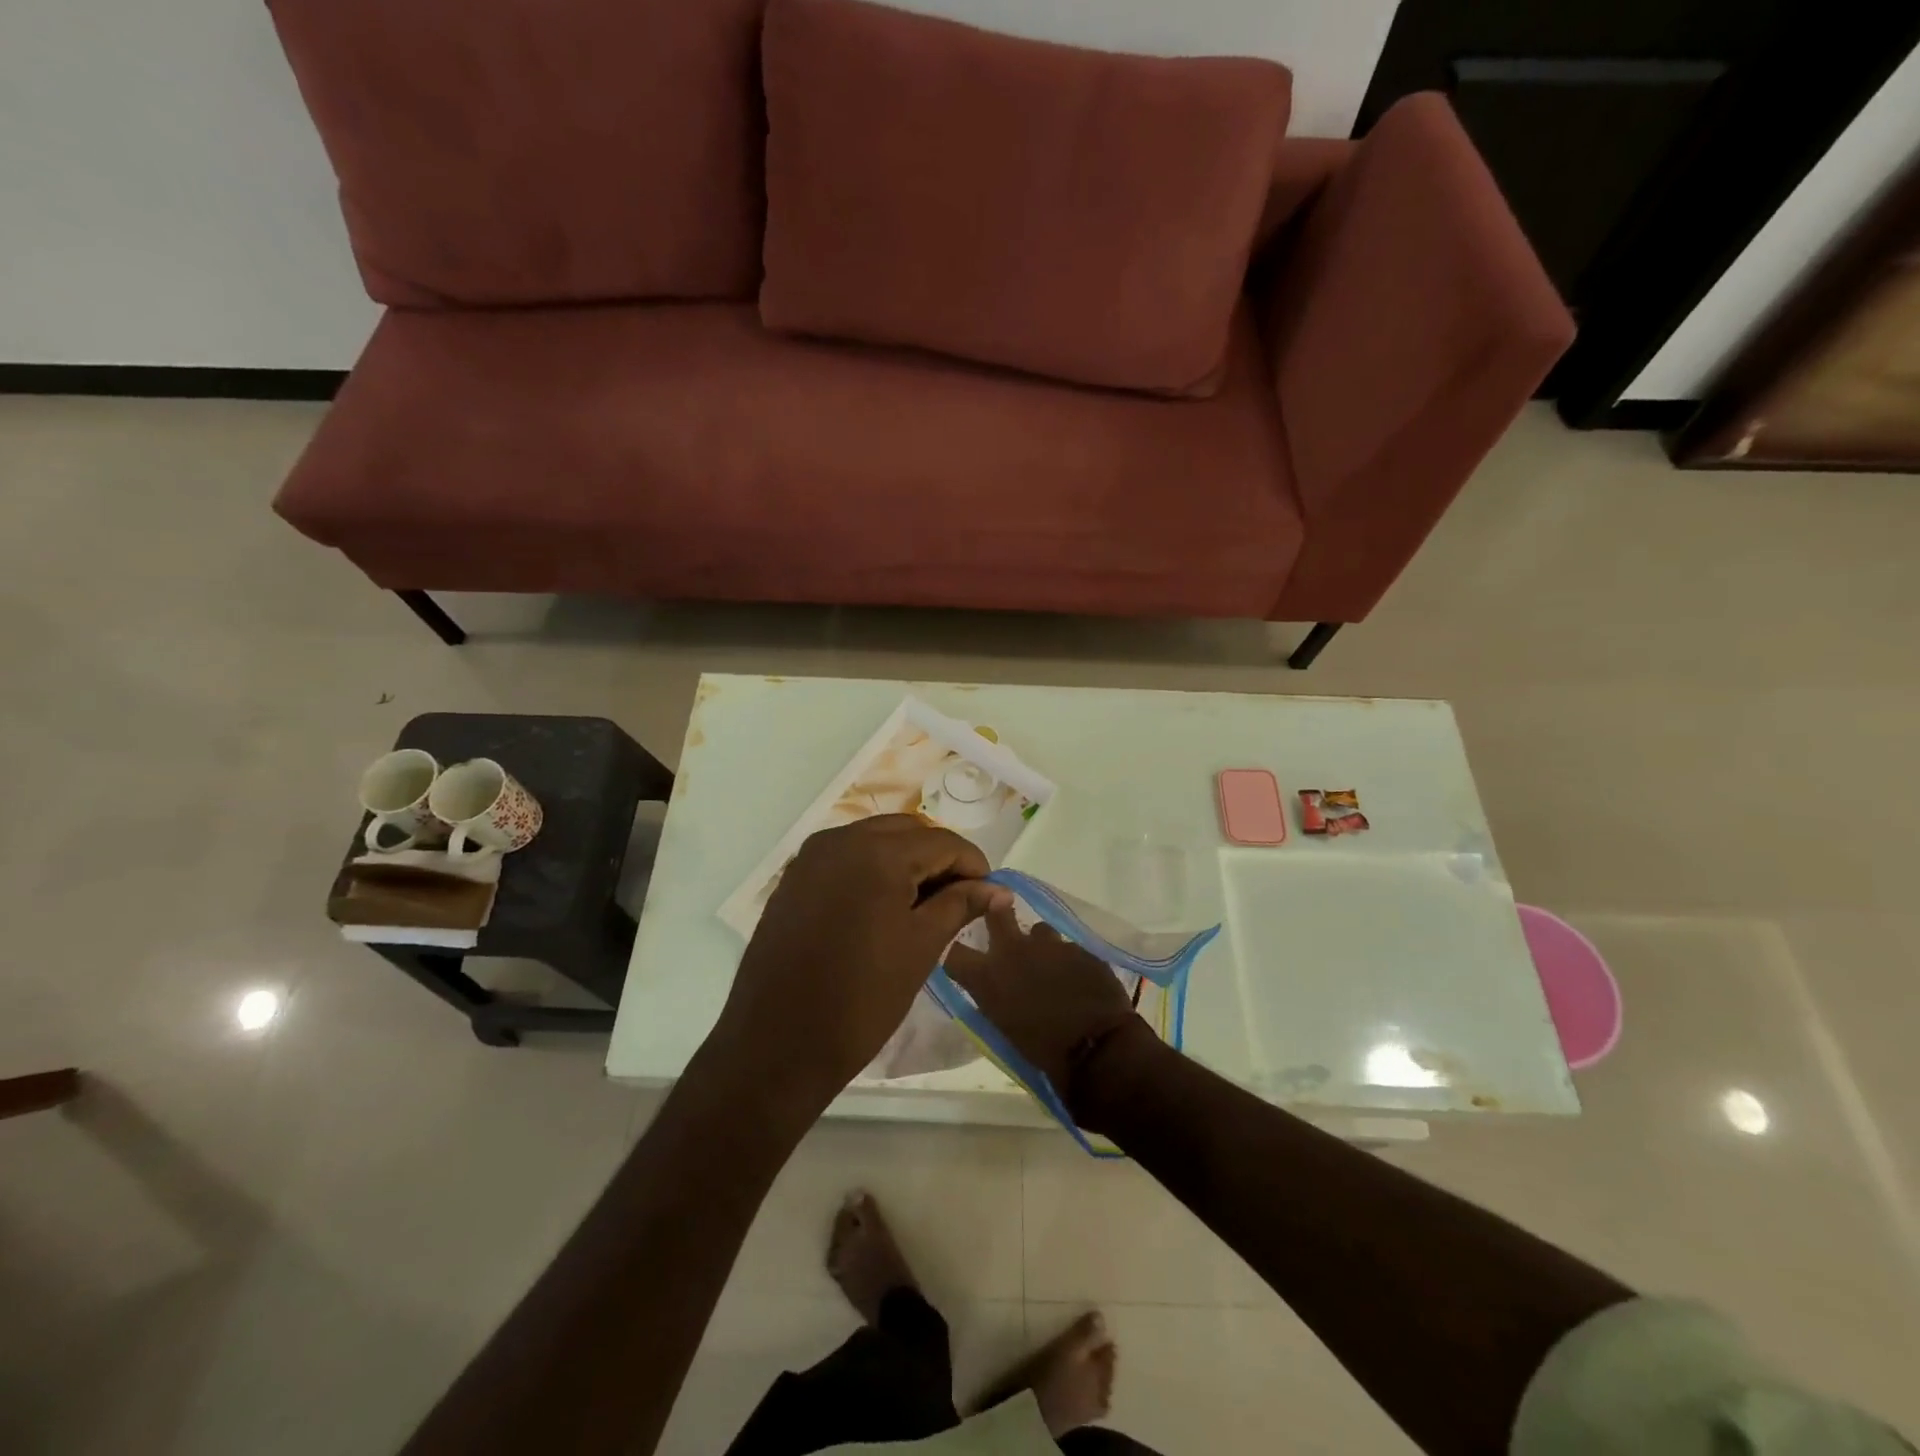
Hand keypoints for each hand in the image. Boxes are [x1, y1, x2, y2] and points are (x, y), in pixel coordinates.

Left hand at [718, 815, 1010, 1103]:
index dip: (973, 865)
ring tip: (924, 905)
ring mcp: (811, 857)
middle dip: (939, 859)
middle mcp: (841, 839)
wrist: (777, 1045)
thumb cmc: (861, 999)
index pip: (942, 842)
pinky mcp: (794, 878)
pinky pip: (845, 857)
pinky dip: (873, 870)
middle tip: (959, 900)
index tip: (989, 896)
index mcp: (877, 852)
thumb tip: (999, 890)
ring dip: (906, 861)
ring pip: (875, 840)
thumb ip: (961, 905)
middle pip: (908, 832)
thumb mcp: (922, 948)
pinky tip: (884, 907)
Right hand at [943, 907, 1149, 1126]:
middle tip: (1001, 917)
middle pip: (996, 912)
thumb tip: (995, 989)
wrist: (1098, 1052)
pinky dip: (1069, 962)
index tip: (962, 956)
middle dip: (996, 911)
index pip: (953, 953)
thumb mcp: (1004, 1029)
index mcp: (988, 977)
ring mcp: (1051, 945)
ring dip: (1041, 946)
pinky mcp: (1082, 949)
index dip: (956, 952)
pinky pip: (1069, 949)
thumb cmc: (1044, 1054)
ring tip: (1051, 967)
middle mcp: (1015, 950)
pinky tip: (1078, 981)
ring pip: (1040, 931)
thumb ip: (994, 999)